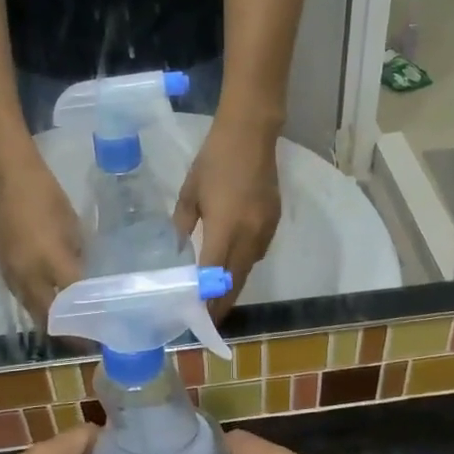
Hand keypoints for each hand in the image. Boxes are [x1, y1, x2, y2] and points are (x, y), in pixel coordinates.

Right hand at [0, 154, 83, 327]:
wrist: (5, 177)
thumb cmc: (46, 195)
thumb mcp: (72, 224)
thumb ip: (78, 254)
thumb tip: (86, 275)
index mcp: (51, 260)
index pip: (73, 301)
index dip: (86, 321)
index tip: (101, 334)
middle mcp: (28, 274)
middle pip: (47, 315)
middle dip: (65, 332)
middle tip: (84, 338)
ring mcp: (10, 273)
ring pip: (30, 308)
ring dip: (48, 321)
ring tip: (68, 327)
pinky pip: (19, 295)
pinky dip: (34, 304)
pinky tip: (46, 303)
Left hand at [174, 114, 280, 315]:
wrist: (251, 133)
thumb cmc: (214, 159)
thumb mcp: (190, 193)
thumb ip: (183, 225)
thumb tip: (179, 250)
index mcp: (226, 228)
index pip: (215, 275)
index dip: (206, 299)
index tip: (196, 318)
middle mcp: (250, 235)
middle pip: (236, 280)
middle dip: (222, 303)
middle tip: (208, 320)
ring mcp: (265, 229)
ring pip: (249, 269)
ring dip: (234, 286)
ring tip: (217, 300)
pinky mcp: (274, 222)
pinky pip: (258, 253)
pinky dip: (244, 266)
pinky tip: (232, 267)